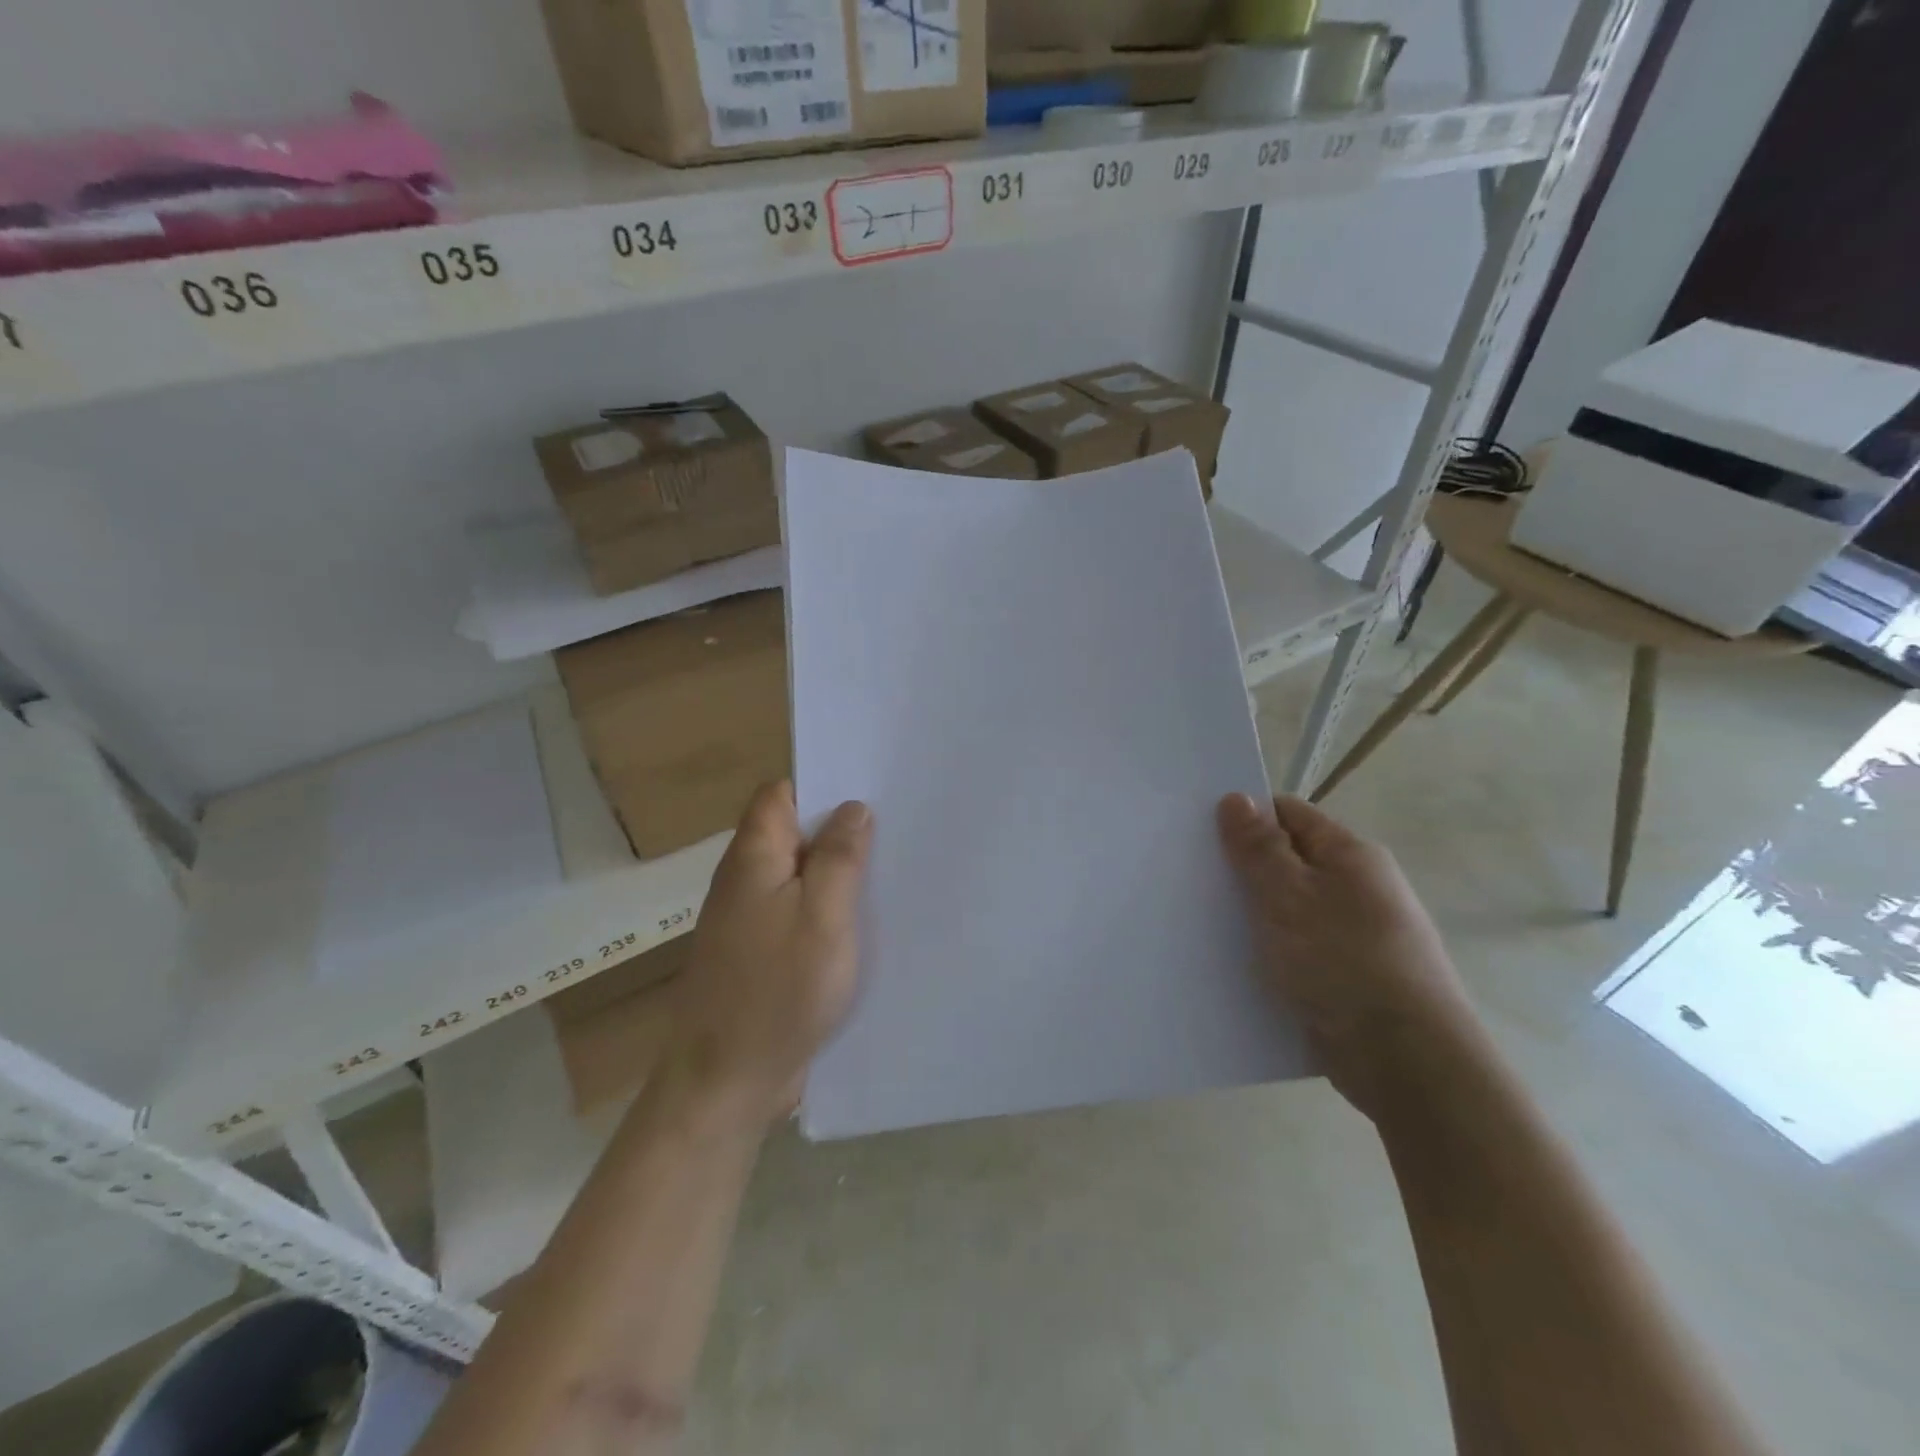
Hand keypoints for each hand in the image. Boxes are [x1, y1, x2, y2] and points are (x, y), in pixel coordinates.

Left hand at [665, 782, 871, 1133]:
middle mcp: (746, 880)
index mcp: (754, 857)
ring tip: (892, 869)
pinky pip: (799, 913)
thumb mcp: (823, 916)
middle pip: (794, 834)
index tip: (871, 790)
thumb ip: (840, 857)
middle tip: (897, 828)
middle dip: (841, 830)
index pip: (781, 794)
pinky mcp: (761, 953)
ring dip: (838, 873)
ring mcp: (751, 919)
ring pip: (800, 876)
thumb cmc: (779, 990)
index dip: (823, 786)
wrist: (727, 1081)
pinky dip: (829, 910)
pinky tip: (866, 921)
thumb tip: (854, 808)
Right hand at [1217, 793, 1483, 1119]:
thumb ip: (1259, 848)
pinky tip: (1231, 963)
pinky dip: (1266, 953)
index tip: (1198, 832)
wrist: (1406, 1062)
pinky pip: (1295, 951)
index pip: (1288, 815)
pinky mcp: (1344, 978)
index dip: (1245, 817)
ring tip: (1199, 921)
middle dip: (1242, 870)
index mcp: (1351, 856)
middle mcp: (1357, 889)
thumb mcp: (1289, 895)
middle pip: (1287, 862)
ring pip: (1287, 911)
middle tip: (1190, 878)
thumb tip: (1236, 798)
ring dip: (1251, 916)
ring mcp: (1353, 936)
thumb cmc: (1344, 962)